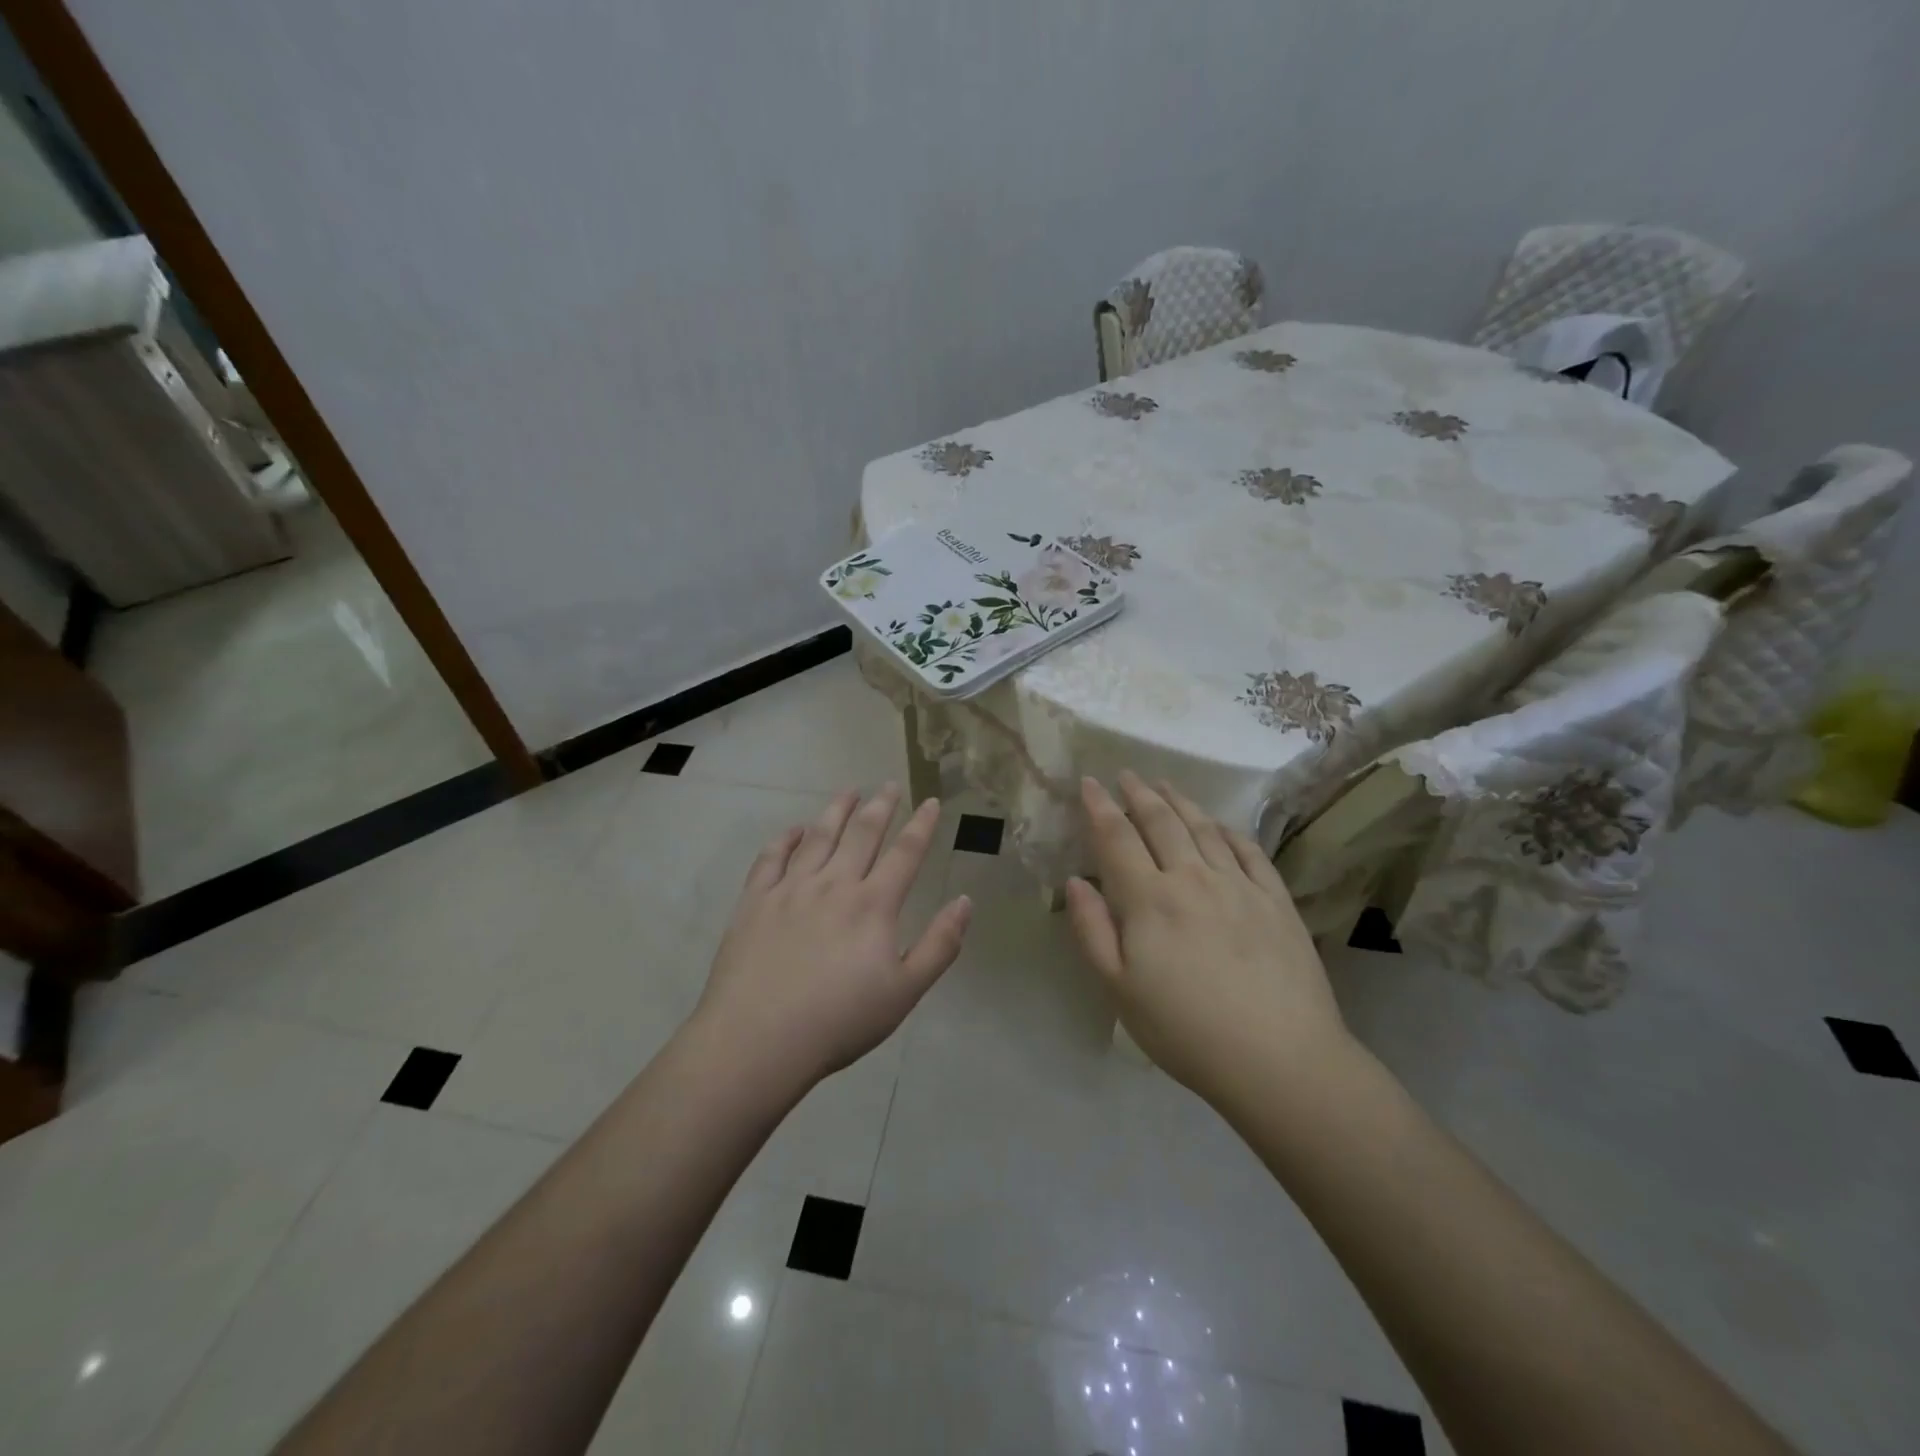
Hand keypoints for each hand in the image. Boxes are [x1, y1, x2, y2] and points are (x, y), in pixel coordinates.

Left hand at [695, 784, 971, 1086]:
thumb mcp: (905, 992)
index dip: (921, 825)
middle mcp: (834, 885)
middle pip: (862, 833)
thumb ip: (940, 945)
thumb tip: (965, 901)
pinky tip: (795, 829)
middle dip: (881, 805)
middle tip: (890, 784)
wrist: (759, 1040)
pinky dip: (786, 838)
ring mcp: (791, 889)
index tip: (931, 802)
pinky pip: (771, 857)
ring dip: (837, 810)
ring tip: (849, 791)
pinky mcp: (755, 901)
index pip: (905, 853)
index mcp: (873, 905)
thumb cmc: (839, 1021)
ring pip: (819, 836)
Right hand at [1064, 772, 1349, 1104]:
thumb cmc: (1185, 1030)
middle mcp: (1193, 878)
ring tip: (1165, 784)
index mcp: (1149, 899)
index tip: (1088, 782)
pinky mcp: (1276, 900)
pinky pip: (1249, 851)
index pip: (1117, 838)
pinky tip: (1220, 825)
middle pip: (1161, 822)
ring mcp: (1239, 886)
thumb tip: (1076, 881)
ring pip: (1204, 828)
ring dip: (1180, 801)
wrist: (1280, 1060)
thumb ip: (1091, 930)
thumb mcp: (1119, 990)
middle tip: (1125, 774)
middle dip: (1139, 794)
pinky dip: (1228, 830)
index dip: (1099, 807)